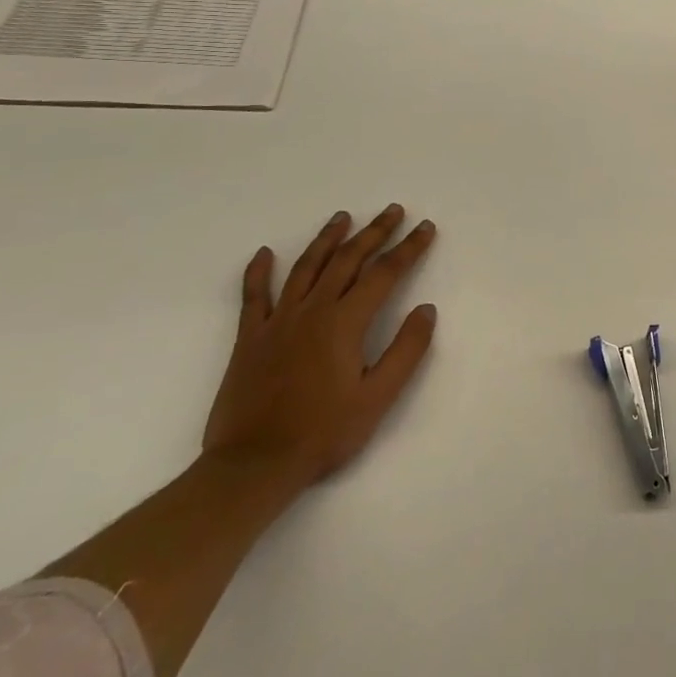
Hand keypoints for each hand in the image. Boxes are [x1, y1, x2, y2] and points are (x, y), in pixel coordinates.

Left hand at [203, 205, 437, 486]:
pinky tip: (264, 253)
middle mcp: (312, 311)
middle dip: (374, 232)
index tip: (426, 228)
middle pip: (347, 260)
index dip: (409, 248)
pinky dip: (258, 272)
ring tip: (343, 217)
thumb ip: (406, 350)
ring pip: (306, 267)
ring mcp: (277, 322)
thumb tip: (426, 309)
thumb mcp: (378, 398)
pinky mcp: (249, 339)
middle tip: (393, 210)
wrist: (253, 466)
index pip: (385, 273)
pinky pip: (254, 296)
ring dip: (327, 239)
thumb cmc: (323, 433)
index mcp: (345, 322)